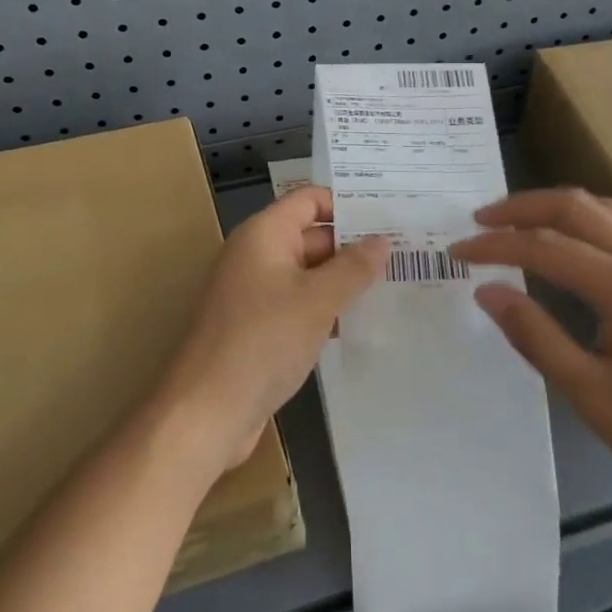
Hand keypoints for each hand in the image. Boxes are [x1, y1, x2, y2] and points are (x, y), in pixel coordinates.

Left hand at [156, 187, 389, 474]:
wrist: (206, 411)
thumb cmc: (262, 342)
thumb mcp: (316, 301)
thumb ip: (352, 268)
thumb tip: (382, 240)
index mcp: (264, 234)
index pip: (309, 200)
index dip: (346, 204)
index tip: (389, 217)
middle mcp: (257, 255)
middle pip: (311, 236)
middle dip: (353, 246)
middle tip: (405, 255)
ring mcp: (255, 293)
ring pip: (308, 274)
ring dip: (343, 281)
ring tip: (394, 287)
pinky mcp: (258, 327)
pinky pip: (298, 305)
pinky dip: (325, 309)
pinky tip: (359, 324)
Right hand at [450, 188, 611, 505]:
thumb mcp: (593, 395)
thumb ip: (537, 337)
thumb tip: (488, 292)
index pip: (543, 247)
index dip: (495, 245)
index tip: (456, 251)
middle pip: (573, 207)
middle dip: (520, 207)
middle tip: (478, 220)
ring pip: (599, 208)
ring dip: (551, 206)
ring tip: (515, 220)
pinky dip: (580, 217)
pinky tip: (568, 240)